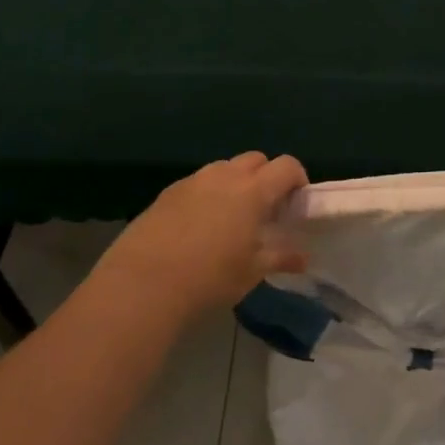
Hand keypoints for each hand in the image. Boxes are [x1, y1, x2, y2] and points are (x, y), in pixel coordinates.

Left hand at [98, 152, 308, 317]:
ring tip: (231, 217)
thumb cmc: (208, 279)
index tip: (295, 202)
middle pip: (256, 159)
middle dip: (266, 177)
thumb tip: (302, 258)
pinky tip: (198, 226)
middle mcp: (225, 176)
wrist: (142, 285)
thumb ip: (279, 257)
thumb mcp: (251, 272)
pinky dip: (207, 194)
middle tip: (265, 209)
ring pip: (224, 168)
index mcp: (253, 190)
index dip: (297, 178)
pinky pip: (198, 183)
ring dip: (236, 183)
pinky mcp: (167, 193)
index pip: (286, 166)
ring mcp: (193, 181)